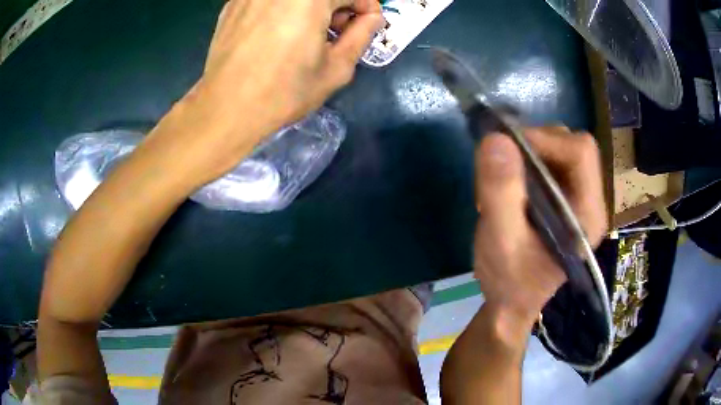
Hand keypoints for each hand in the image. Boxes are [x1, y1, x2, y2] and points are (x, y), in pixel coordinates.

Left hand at [145, 0, 383, 184]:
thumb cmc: (284, 92)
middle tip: (337, 31)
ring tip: (307, 33)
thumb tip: (372, 18)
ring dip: (311, 7)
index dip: (366, 7)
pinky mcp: (233, 4)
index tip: (365, 25)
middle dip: (338, 5)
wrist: (225, 109)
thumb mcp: (336, 68)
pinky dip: (283, 9)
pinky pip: (270, 0)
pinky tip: (278, 33)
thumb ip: (362, 35)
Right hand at [473, 128, 606, 328]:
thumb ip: (500, 192)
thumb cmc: (509, 282)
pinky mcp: (564, 199)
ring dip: (530, 151)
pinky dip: (527, 161)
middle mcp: (591, 202)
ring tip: (505, 176)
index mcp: (588, 215)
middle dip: (536, 144)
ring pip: (561, 150)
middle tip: (503, 163)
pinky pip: (550, 162)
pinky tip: (511, 183)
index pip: (581, 153)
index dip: (545, 140)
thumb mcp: (500, 241)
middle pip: (573, 146)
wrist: (512, 304)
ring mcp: (579, 199)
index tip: (506, 147)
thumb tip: (496, 138)